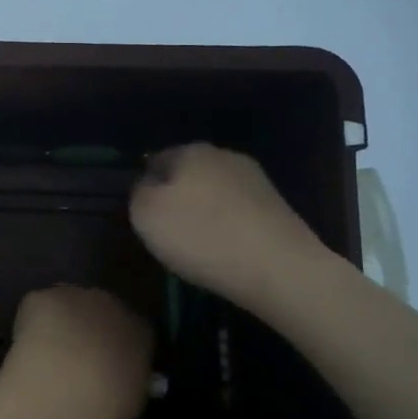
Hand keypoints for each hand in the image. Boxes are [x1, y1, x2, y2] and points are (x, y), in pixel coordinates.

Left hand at [0, 286, 153, 418]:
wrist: (67, 386)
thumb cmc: (107, 405)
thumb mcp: (131, 405)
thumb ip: (127, 386)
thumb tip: (118, 385)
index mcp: (139, 330)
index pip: (131, 333)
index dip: (115, 350)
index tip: (104, 370)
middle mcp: (111, 304)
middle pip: (99, 313)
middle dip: (87, 333)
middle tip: (72, 362)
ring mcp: (74, 296)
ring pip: (65, 307)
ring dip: (59, 326)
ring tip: (45, 358)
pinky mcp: (42, 297)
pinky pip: (36, 309)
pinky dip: (30, 327)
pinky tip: (26, 352)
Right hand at [129, 143, 323, 311]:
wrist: (279, 269)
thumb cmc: (202, 236)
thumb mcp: (145, 214)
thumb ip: (138, 192)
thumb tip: (148, 185)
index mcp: (191, 150)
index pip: (155, 159)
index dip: (144, 186)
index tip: (142, 216)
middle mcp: (225, 155)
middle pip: (188, 174)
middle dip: (176, 197)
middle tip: (166, 232)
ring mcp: (256, 180)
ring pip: (215, 193)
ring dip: (204, 213)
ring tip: (196, 246)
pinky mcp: (278, 208)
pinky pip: (238, 213)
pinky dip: (227, 228)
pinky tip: (225, 251)